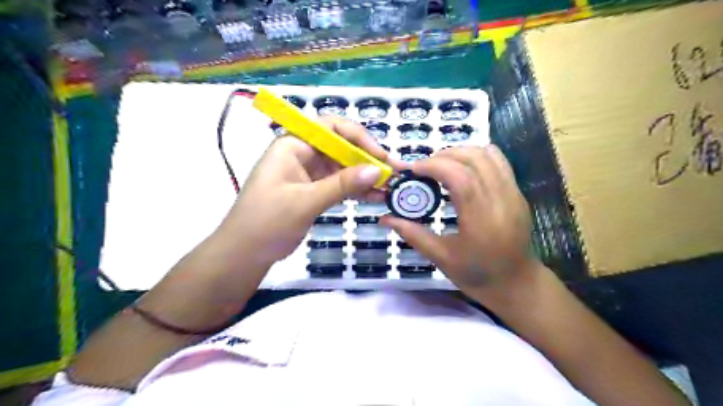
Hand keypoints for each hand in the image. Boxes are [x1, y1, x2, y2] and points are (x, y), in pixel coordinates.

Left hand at [217, 116, 404, 267]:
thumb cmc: (267, 221)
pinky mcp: (314, 191)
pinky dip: (356, 190)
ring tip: (389, 187)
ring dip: (365, 177)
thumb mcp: (305, 201)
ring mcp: (309, 173)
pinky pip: (339, 185)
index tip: (379, 156)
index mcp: (294, 145)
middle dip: (367, 159)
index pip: (331, 128)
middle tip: (392, 173)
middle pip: (341, 148)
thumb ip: (341, 184)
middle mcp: (303, 154)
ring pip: (343, 168)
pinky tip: (375, 197)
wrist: (246, 253)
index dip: (358, 137)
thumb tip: (376, 170)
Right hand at [380, 147, 539, 299]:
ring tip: (442, 165)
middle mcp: (501, 200)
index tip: (414, 170)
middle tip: (425, 168)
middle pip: (474, 159)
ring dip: (461, 152)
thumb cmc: (476, 274)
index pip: (460, 176)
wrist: (516, 283)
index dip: (434, 166)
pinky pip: (498, 161)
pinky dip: (477, 156)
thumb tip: (385, 218)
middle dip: (444, 155)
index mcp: (481, 219)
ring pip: (488, 154)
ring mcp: (514, 193)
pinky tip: (462, 169)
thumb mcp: (440, 258)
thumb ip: (412, 234)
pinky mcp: (518, 192)